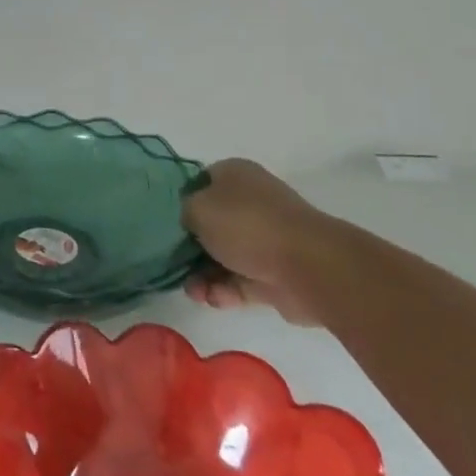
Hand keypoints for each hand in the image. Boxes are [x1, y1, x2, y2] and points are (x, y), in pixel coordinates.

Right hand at [180, 159, 335, 325]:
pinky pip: (239, 281)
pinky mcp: (274, 272)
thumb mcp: (197, 208)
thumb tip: (189, 220)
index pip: (199, 183)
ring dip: (203, 275)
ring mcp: (265, 238)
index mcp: (235, 175)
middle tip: (174, 263)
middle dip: (189, 248)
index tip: (167, 223)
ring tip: (195, 291)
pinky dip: (224, 291)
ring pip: (222, 256)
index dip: (180, 202)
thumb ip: (183, 211)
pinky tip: (215, 299)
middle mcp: (251, 202)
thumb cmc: (247, 225)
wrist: (309, 267)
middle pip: (209, 224)